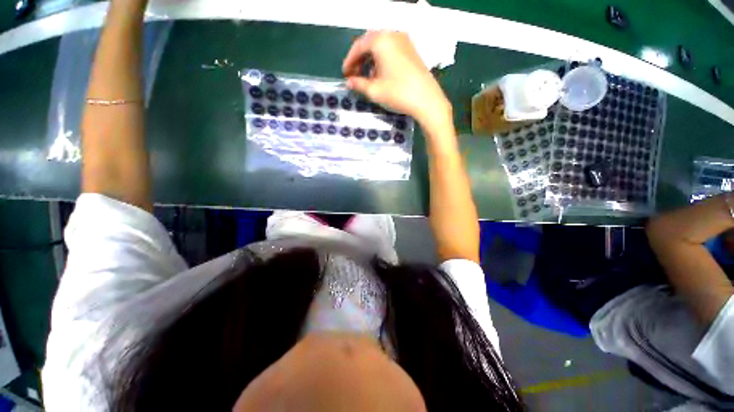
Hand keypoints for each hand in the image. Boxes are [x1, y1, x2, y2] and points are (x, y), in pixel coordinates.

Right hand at [342, 31, 451, 129]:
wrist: (427, 100)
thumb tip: (349, 83)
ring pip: (381, 47)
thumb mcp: (374, 90)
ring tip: (366, 78)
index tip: (345, 74)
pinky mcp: (411, 51)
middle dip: (360, 60)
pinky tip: (380, 75)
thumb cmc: (398, 93)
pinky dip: (382, 60)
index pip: (359, 46)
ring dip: (370, 61)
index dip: (349, 61)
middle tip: (354, 75)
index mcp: (381, 41)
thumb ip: (358, 84)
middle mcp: (393, 35)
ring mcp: (404, 42)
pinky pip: (391, 51)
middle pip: (370, 44)